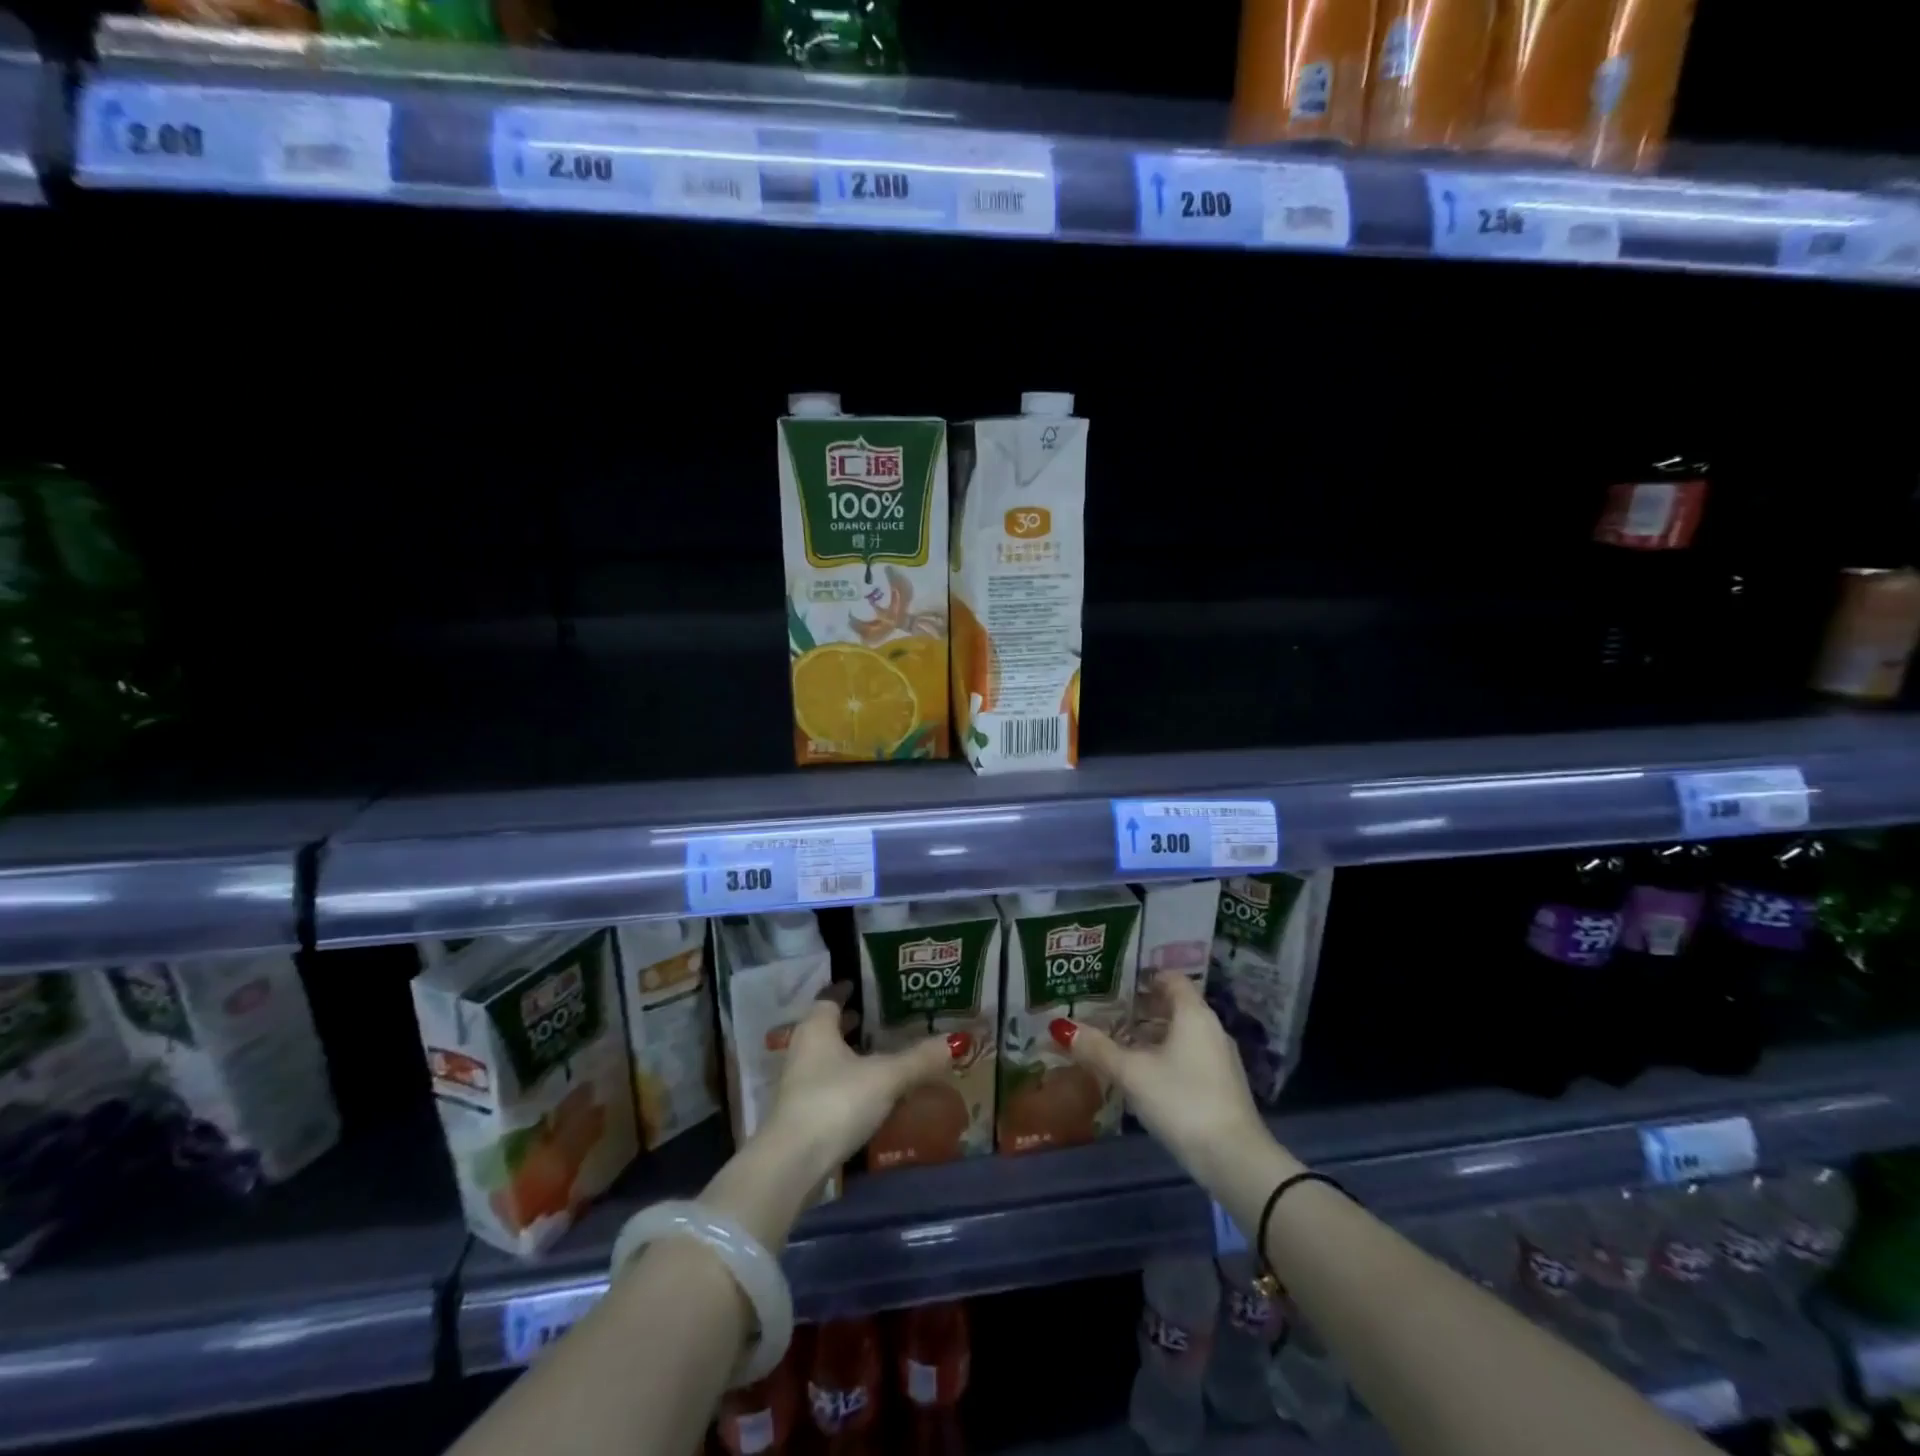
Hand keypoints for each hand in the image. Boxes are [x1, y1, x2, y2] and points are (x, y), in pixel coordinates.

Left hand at [759, 993, 963, 1190]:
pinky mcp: (799, 1114)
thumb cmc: (837, 1102)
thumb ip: (919, 1059)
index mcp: (817, 1028)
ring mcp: (797, 1084)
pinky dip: (845, 1080)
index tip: (860, 986)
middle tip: (878, 1018)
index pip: (828, 998)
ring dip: (846, 1053)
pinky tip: (867, 1091)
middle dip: (849, 1022)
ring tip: (878, 1053)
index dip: (845, 991)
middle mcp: (802, 1049)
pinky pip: (826, 1085)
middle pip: (825, 1028)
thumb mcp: (886, 1078)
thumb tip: (956, 1040)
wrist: (793, 1164)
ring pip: (825, 1058)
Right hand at [1055, 972, 1275, 1187]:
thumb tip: (1061, 1027)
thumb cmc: (1181, 1100)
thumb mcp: (1132, 1073)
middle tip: (1108, 1011)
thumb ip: (1097, 1049)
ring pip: (1181, 1033)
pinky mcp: (1221, 1085)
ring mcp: (1220, 1058)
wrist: (1234, 1160)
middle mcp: (1211, 1028)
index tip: (1115, 982)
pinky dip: (1165, 1055)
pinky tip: (1143, 1074)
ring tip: (1119, 1042)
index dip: (1143, 976)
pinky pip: (1188, 1056)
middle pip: (1174, 1005)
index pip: (1170, 978)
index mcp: (1193, 1014)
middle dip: (1142, 1007)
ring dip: (1152, 1034)